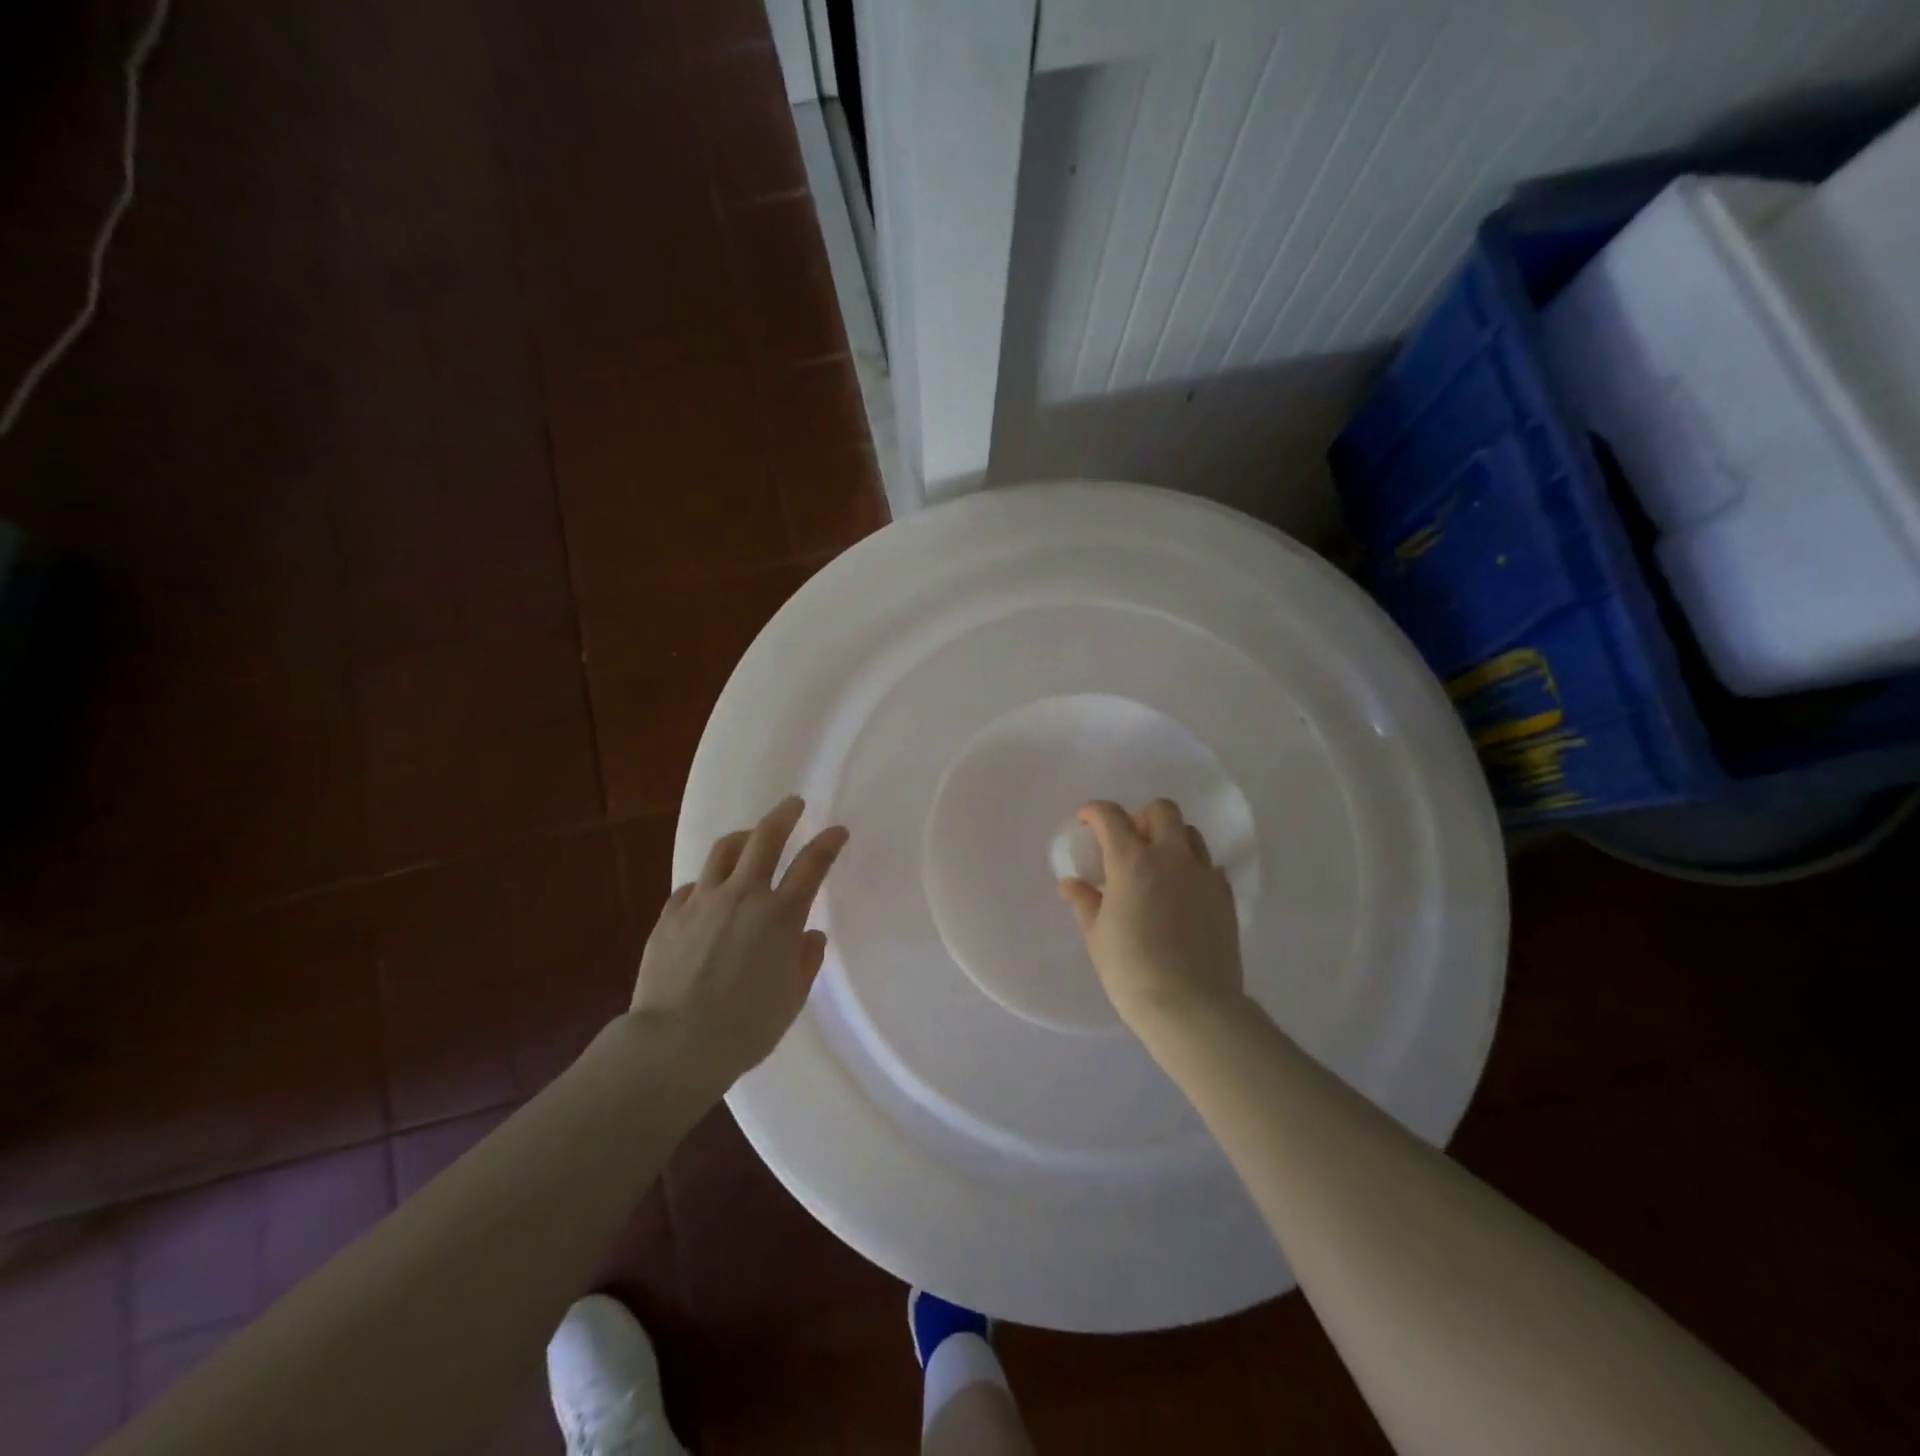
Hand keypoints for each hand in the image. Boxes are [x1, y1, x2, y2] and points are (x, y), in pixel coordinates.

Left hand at [633, 796, 848, 1084]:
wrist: (674, 1045)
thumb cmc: (746, 1027)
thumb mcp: (792, 998)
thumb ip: (806, 960)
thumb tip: (810, 935)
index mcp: (780, 915)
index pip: (812, 864)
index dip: (828, 843)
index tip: (837, 831)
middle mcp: (743, 896)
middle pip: (764, 838)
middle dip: (783, 815)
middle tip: (793, 804)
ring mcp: (702, 901)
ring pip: (723, 852)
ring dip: (742, 839)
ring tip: (748, 838)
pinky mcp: (670, 915)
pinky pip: (692, 886)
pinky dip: (707, 883)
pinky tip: (708, 894)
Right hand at [1059, 799, 1243, 1030]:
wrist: (1192, 1007)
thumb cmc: (1132, 970)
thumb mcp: (1097, 936)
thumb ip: (1085, 902)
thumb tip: (1071, 884)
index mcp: (1132, 861)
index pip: (1110, 816)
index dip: (1094, 812)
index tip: (1085, 822)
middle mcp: (1171, 857)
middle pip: (1161, 810)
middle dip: (1140, 817)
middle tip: (1128, 843)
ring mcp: (1203, 875)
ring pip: (1190, 834)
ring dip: (1170, 839)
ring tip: (1157, 866)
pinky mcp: (1225, 896)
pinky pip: (1209, 866)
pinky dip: (1193, 869)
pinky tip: (1182, 893)